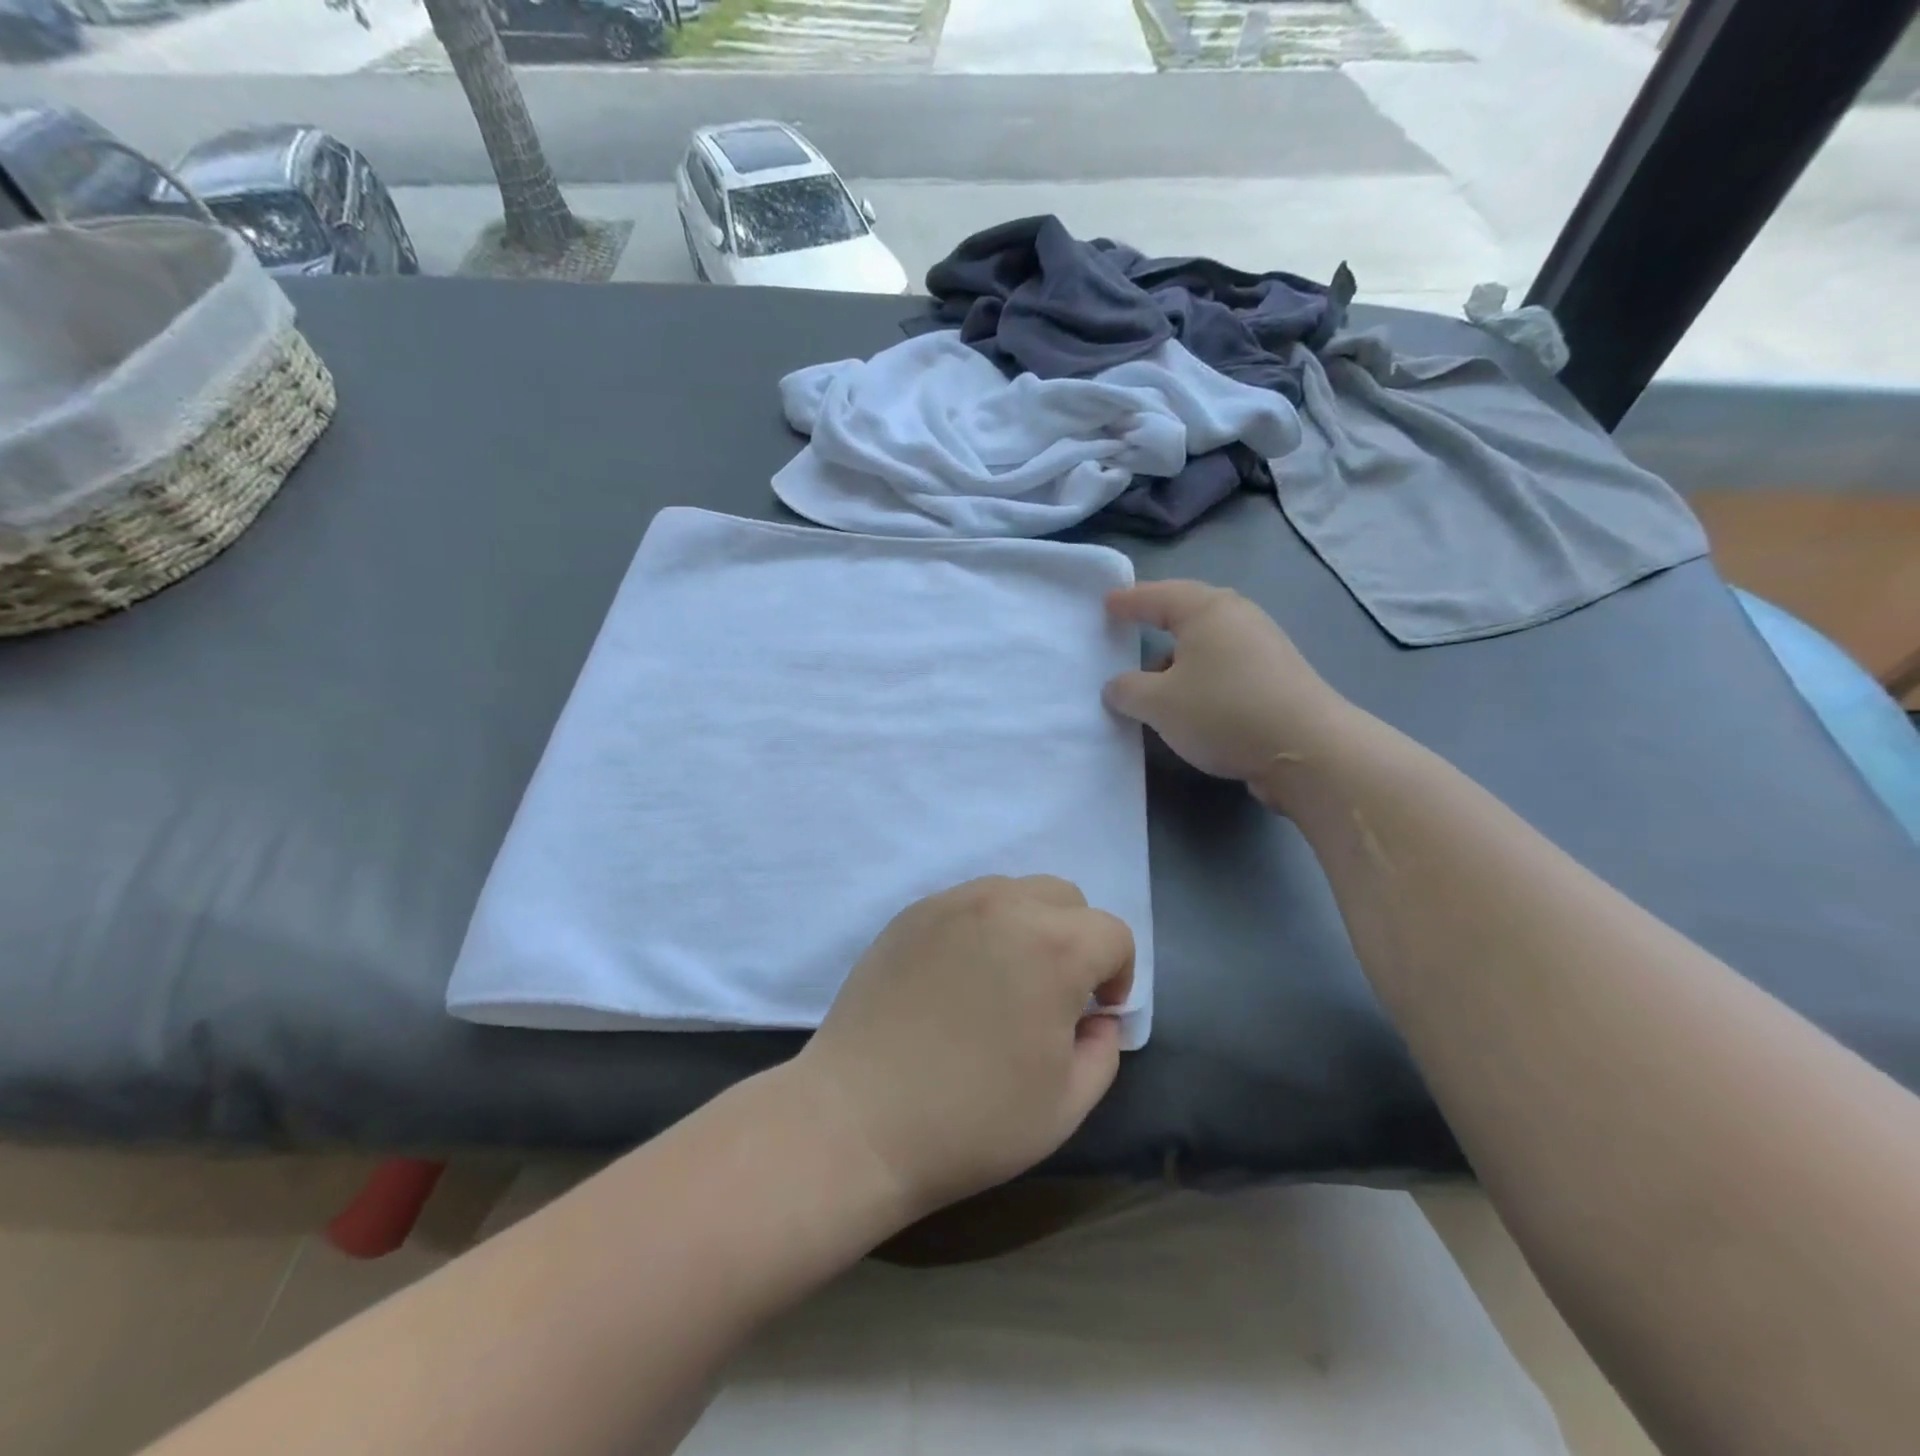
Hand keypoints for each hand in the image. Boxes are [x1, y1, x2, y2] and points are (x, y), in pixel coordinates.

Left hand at [793, 875, 1133, 1220]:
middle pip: (1065, 897)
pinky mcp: (911, 914)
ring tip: (1005, 980)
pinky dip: (981, 926)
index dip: (1118, 973)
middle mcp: (1004, 906)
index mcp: (1053, 947)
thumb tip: (1095, 1017)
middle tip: (1054, 993)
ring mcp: (950, 903)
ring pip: (1014, 891)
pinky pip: (966, 902)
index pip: (1112, 932)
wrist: (859, 1119)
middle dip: (1077, 939)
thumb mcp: (1065, 1104)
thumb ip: (1102, 1051)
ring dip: (1029, 925)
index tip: (1095, 1013)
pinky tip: (958, 977)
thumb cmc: (972, 1121)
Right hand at [1102, 580, 1352, 807]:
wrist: (1307, 751)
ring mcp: (1263, 647)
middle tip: (1129, 630)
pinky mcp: (1277, 678)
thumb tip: (1116, 687)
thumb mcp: (1158, 704)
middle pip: (1187, 614)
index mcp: (1207, 611)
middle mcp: (1239, 618)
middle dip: (1156, 623)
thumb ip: (1127, 690)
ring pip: (1207, 645)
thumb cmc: (1223, 711)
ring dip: (1178, 660)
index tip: (1106, 604)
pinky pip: (1225, 667)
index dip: (1129, 601)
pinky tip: (1191, 704)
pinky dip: (1201, 678)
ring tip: (1153, 682)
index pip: (1157, 596)